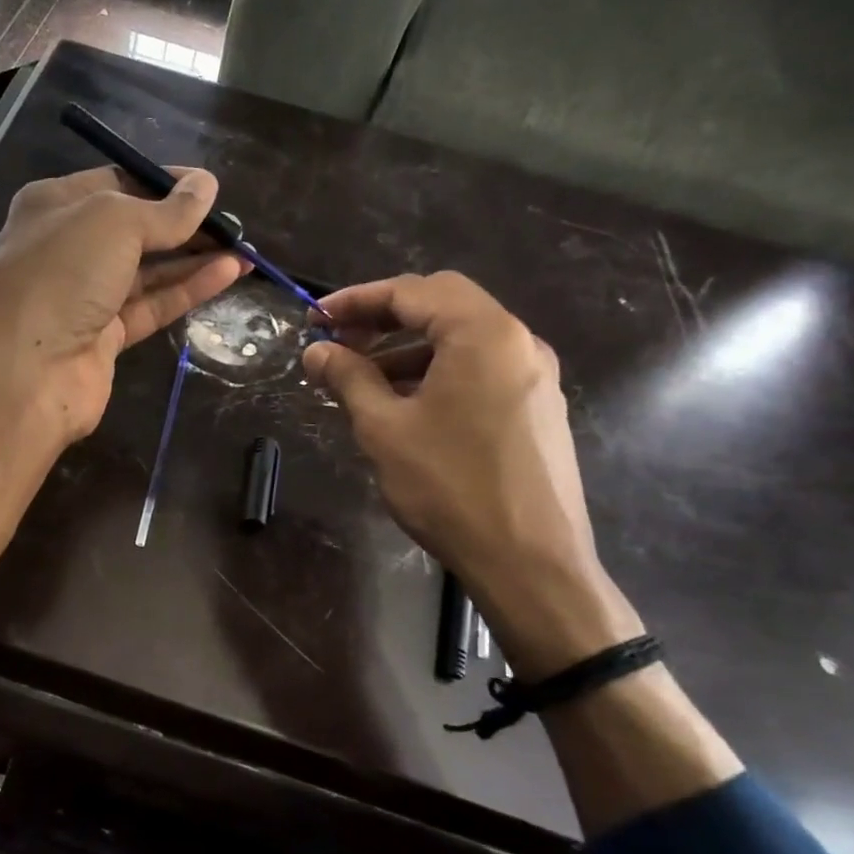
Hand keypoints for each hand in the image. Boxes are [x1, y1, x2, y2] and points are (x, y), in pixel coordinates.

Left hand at [0, 166, 245, 443]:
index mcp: (54, 206)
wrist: (25, 372)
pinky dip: (186, 290)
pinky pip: (151, 305)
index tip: (208, 187)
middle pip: (134, 229)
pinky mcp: (104, 337)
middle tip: (233, 223)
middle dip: (183, 224)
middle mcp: (66, 248)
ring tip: (244, 248)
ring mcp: (83, 296)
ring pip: (146, 271)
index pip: (116, 183)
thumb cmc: (62, 275)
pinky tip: (227, 274)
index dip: (163, 183)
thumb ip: (165, 210)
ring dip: (193, 259)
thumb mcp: (115, 223)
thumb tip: (206, 185)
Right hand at [304, 272, 641, 677]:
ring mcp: (534, 377)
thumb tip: (317, 351)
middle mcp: (518, 343)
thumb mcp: (384, 428)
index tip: (316, 319)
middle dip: (384, 318)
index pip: (413, 291)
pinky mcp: (536, 409)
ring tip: (363, 381)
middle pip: (442, 306)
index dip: (357, 299)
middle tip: (340, 342)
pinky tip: (405, 407)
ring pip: (461, 341)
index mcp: (484, 334)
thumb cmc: (449, 487)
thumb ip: (349, 378)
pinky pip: (479, 371)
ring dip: (408, 350)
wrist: (530, 562)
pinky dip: (436, 373)